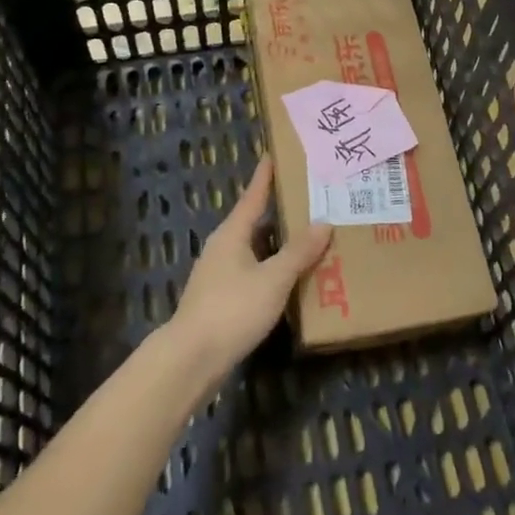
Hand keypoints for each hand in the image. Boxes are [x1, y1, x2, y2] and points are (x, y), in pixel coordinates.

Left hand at [168, 157, 332, 385]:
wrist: (191, 359)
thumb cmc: (232, 309)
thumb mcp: (273, 279)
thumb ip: (299, 252)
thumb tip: (323, 223)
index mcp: (232, 234)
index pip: (253, 196)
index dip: (264, 177)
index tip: (273, 155)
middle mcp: (222, 248)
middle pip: (253, 222)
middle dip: (278, 213)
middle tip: (307, 201)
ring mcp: (218, 275)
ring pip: (253, 250)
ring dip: (276, 245)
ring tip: (305, 240)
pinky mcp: (219, 300)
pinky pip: (251, 273)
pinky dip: (270, 269)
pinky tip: (287, 281)